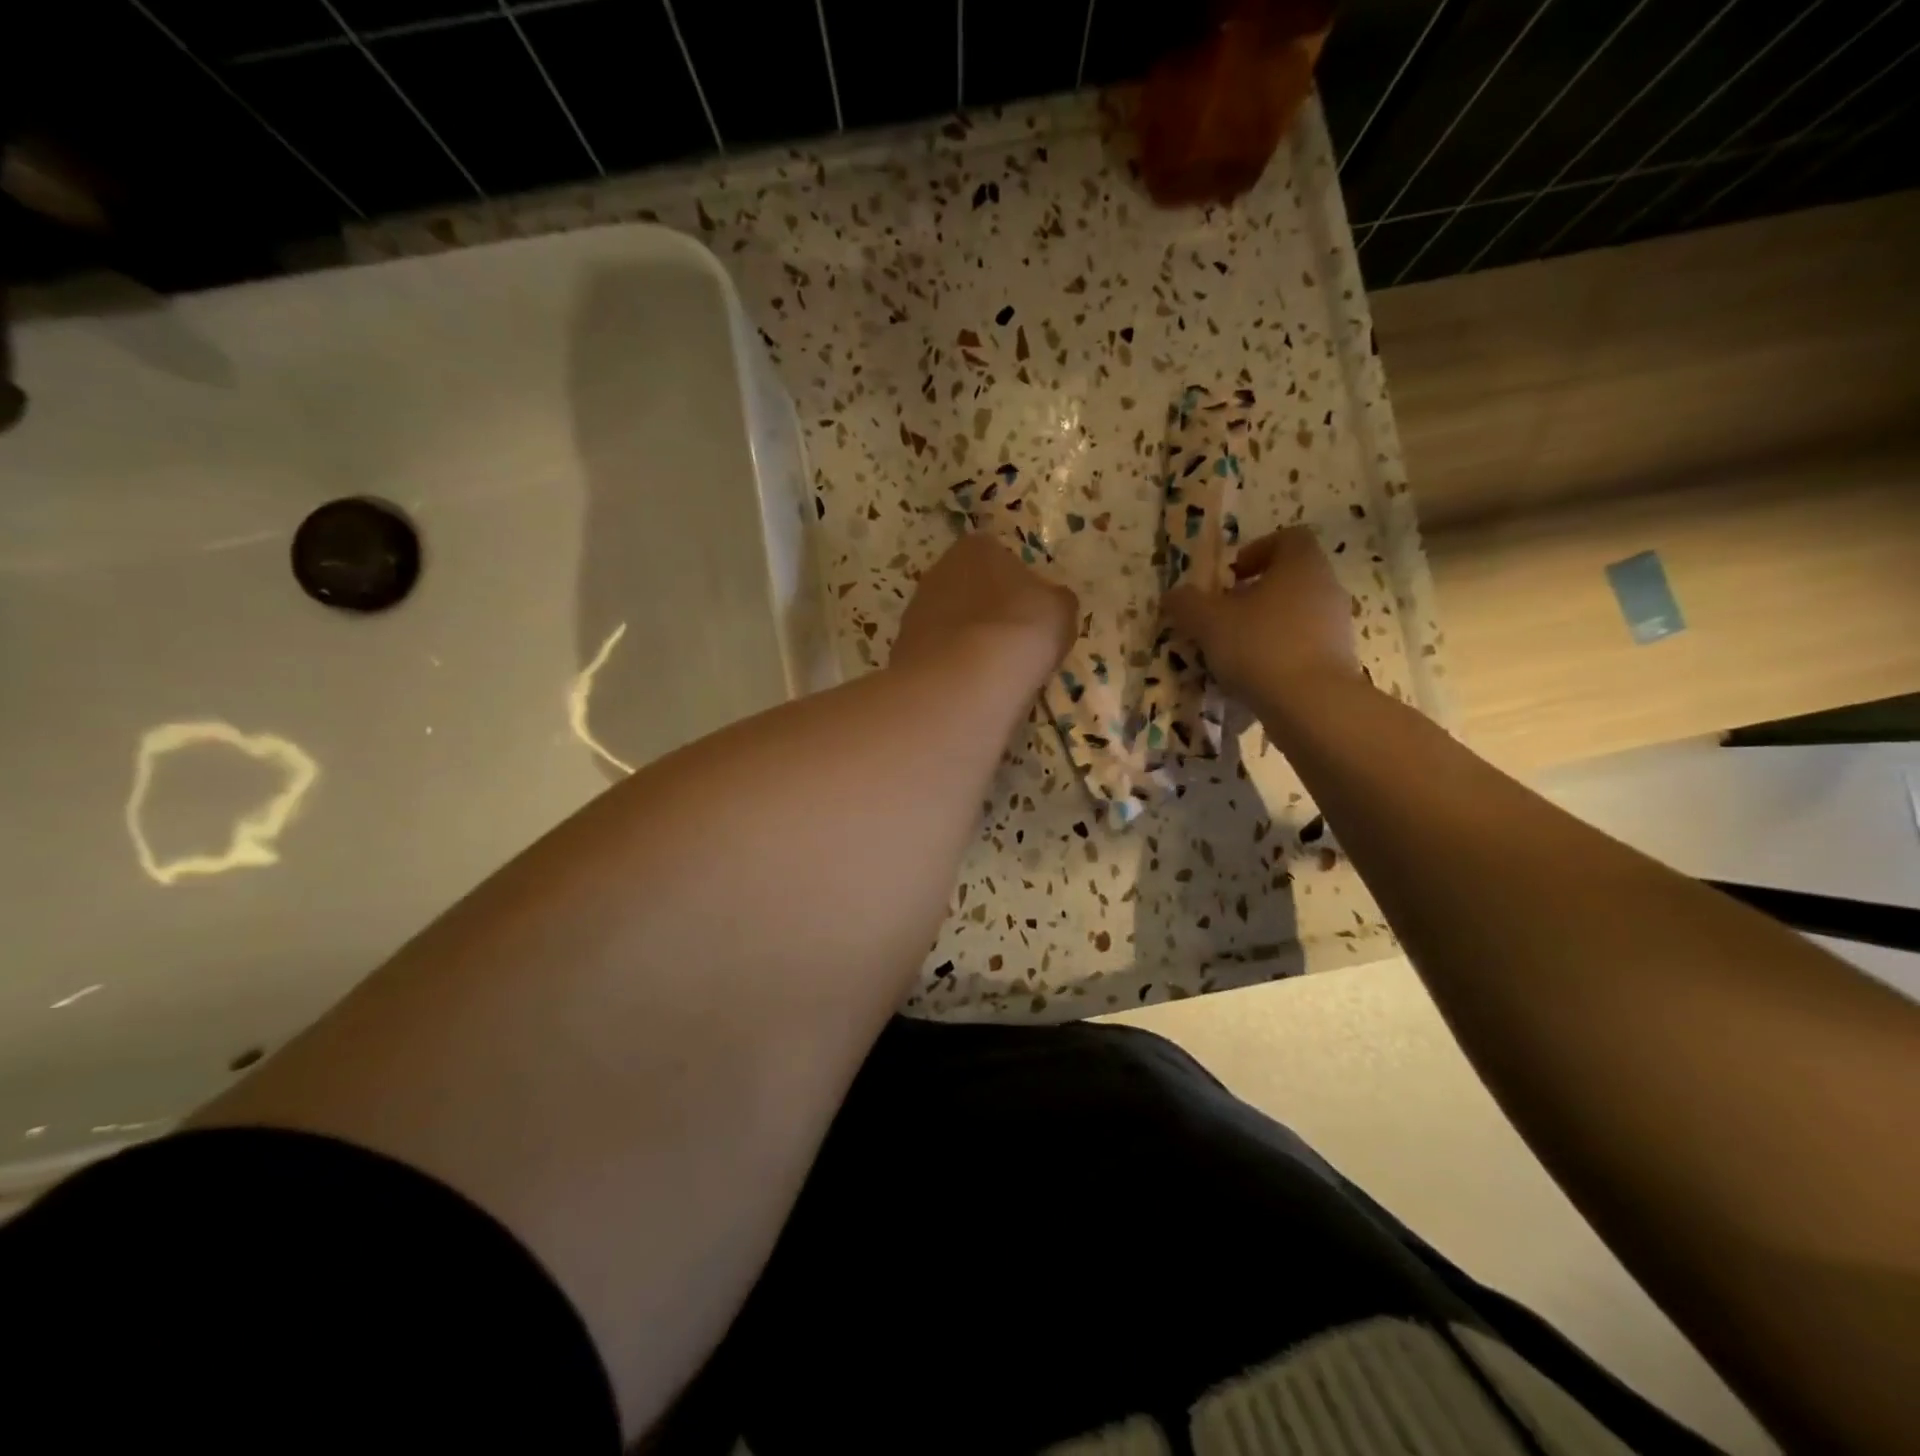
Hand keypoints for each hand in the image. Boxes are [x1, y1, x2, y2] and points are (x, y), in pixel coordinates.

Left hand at [891, 533, 1079, 678]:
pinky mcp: (902, 651)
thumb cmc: (1020, 630)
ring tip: (992, 673)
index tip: (1029, 614)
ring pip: (949, 625)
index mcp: (975, 547)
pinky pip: (937, 657)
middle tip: (1011, 644)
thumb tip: (1048, 604)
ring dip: (966, 643)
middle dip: (986, 613)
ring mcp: (915, 612)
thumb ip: (1054, 600)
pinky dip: (951, 669)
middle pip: (968, 590)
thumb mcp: (1060, 610)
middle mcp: (938, 571)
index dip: (1016, 585)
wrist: (965, 681)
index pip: (997, 556)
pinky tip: (968, 689)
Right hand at [1162, 527, 1360, 708]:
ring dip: (1263, 628)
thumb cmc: (1260, 646)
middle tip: (1221, 618)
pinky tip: (1253, 679)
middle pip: (1289, 580)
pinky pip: (1302, 648)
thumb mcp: (1208, 622)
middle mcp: (1326, 588)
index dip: (1255, 551)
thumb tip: (1173, 595)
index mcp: (1301, 565)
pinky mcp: (1338, 661)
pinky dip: (1277, 656)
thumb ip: (1187, 603)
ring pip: (1294, 616)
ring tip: (1232, 654)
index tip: (1228, 578)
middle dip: (1252, 596)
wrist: (1313, 705)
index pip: (1287, 538)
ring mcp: (1337, 626)